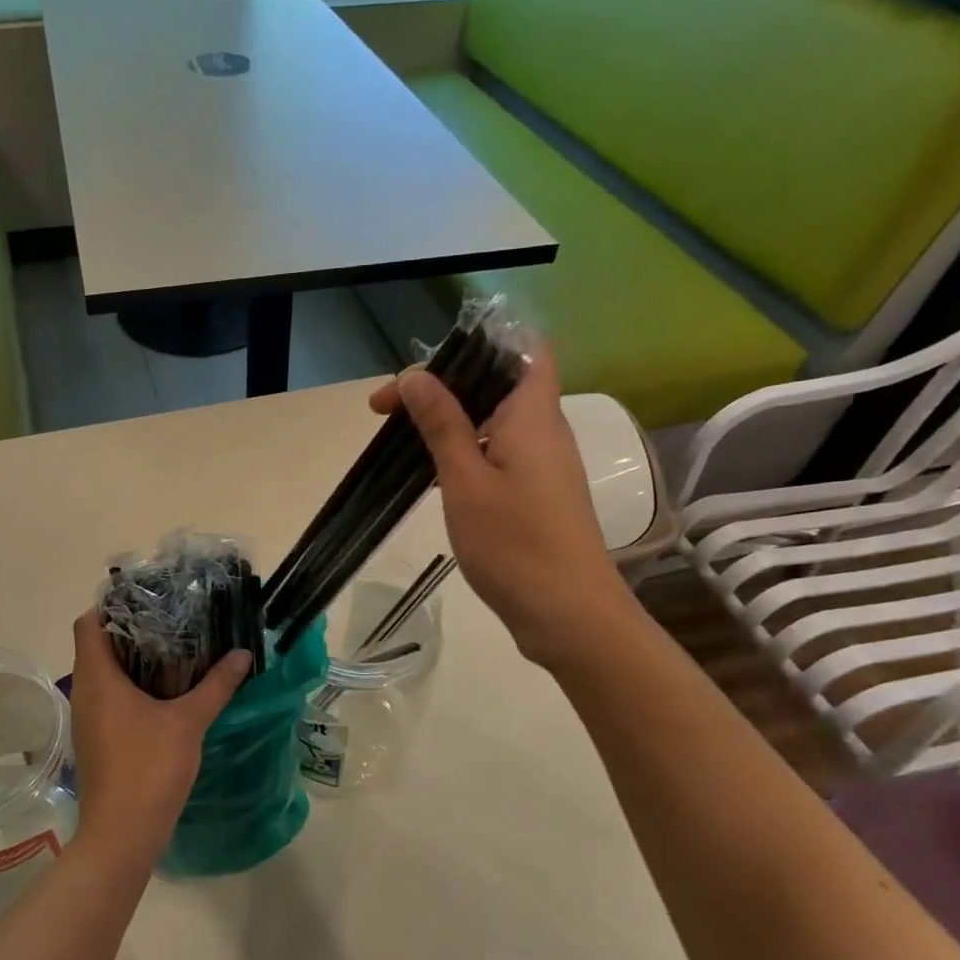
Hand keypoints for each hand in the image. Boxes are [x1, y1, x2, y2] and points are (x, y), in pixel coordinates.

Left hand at [67, 612, 251, 858]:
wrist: (122, 835)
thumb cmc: (149, 768)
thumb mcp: (188, 722)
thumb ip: (216, 685)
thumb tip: (243, 655)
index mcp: (98, 678)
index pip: (88, 623)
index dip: (111, 605)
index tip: (147, 599)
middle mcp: (85, 692)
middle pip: (97, 644)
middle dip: (131, 629)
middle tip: (170, 618)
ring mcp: (88, 718)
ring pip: (104, 672)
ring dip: (132, 658)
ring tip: (173, 648)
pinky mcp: (96, 738)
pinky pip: (109, 696)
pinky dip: (131, 685)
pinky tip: (165, 690)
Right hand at [369, 336, 631, 667]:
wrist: (569, 615)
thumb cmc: (515, 543)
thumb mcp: (465, 481)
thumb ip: (442, 424)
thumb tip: (417, 374)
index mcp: (533, 414)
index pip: (523, 348)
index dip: (475, 344)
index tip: (422, 372)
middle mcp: (544, 430)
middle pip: (497, 383)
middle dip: (443, 386)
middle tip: (389, 411)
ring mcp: (544, 464)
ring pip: (494, 421)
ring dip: (450, 421)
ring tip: (403, 441)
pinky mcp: (538, 493)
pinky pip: (498, 453)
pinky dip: (465, 452)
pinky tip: (434, 475)